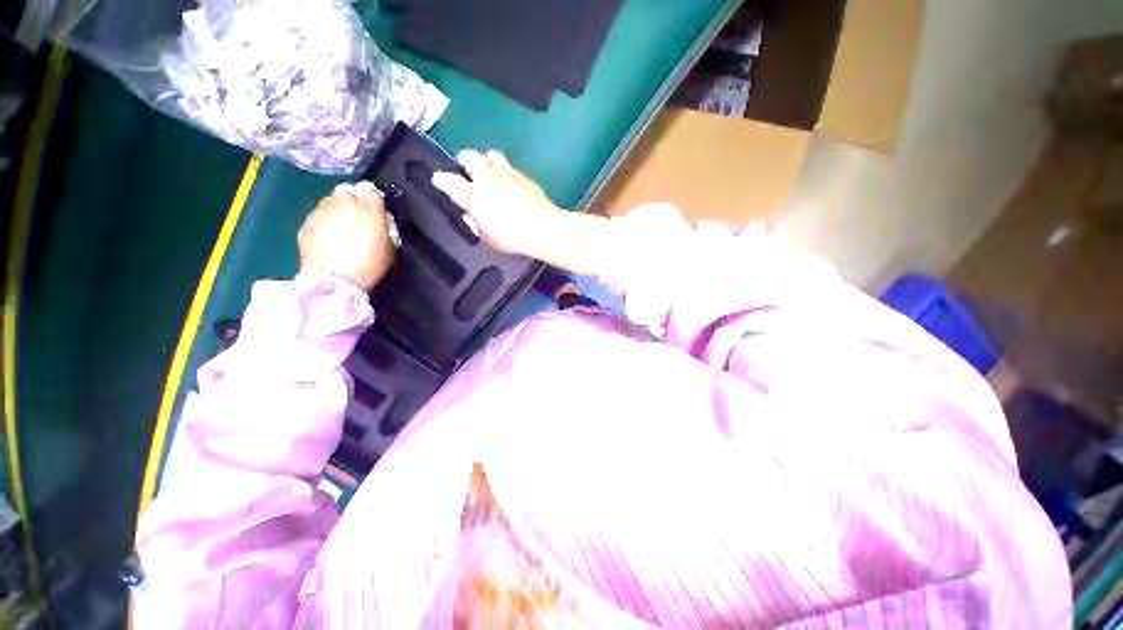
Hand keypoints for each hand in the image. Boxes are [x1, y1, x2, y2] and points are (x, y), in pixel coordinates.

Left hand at [299, 181, 395, 291]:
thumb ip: (385, 224)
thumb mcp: (390, 244)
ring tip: (343, 232)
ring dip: (337, 212)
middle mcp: (340, 201)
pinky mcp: (305, 224)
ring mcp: (319, 211)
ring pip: (330, 203)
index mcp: (366, 205)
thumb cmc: (370, 263)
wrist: (335, 279)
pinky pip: (318, 218)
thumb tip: (381, 217)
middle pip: (347, 192)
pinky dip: (325, 224)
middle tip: (360, 222)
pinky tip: (330, 241)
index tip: (377, 214)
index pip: (370, 190)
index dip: (374, 201)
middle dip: (353, 203)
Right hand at [431, 149, 562, 254]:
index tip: (439, 181)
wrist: (542, 228)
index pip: (447, 180)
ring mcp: (506, 173)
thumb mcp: (487, 236)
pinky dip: (505, 172)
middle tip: (467, 171)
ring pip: (490, 154)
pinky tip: (510, 184)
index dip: (441, 179)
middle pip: (469, 156)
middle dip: (464, 161)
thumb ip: (476, 223)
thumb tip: (472, 216)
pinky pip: (509, 166)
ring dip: (487, 161)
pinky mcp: (522, 174)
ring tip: (491, 173)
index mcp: (473, 195)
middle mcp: (486, 178)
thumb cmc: (511, 237)